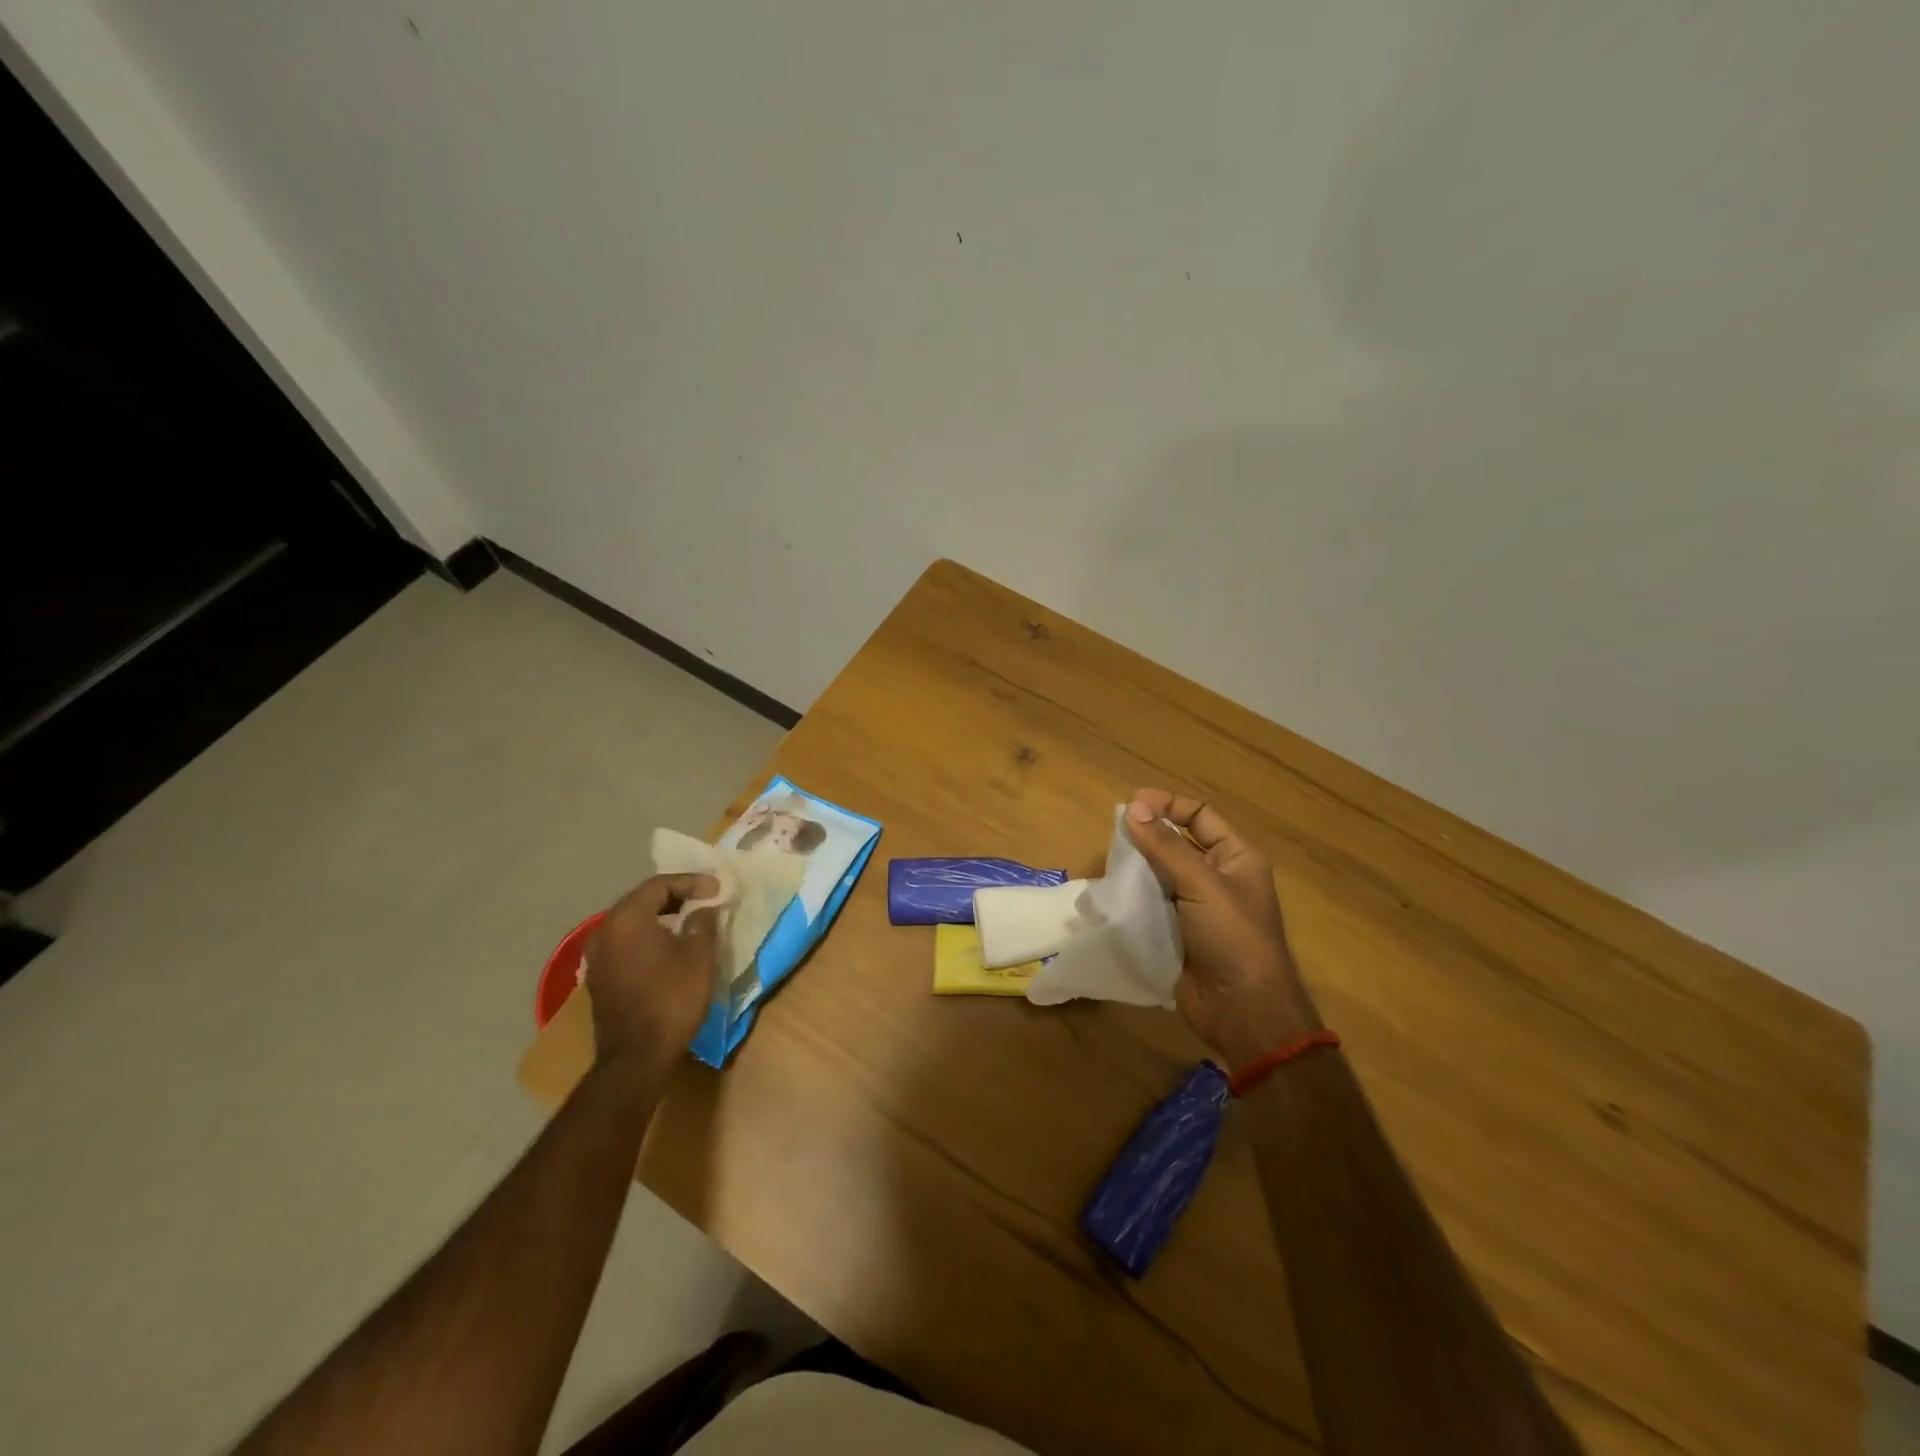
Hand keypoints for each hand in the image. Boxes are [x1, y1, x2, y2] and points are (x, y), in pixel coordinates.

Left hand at [583, 874, 720, 1074]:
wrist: (637, 1057)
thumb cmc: (672, 998)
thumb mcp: (699, 955)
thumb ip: (703, 922)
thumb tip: (702, 909)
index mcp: (626, 918)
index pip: (660, 884)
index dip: (692, 882)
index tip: (717, 889)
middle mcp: (604, 930)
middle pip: (642, 900)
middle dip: (676, 896)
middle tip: (705, 899)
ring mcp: (597, 956)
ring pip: (633, 923)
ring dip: (662, 917)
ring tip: (691, 921)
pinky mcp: (600, 978)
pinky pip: (627, 943)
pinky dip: (649, 937)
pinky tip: (670, 947)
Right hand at [1125, 789, 1320, 1066]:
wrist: (1242, 1009)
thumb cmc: (1233, 937)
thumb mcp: (1202, 884)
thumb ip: (1165, 846)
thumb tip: (1133, 809)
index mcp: (1236, 857)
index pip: (1199, 814)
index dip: (1167, 804)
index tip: (1131, 804)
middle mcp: (1217, 876)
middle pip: (1176, 842)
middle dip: (1147, 836)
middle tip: (1115, 836)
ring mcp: (1195, 906)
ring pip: (1159, 873)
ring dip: (1136, 867)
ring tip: (1109, 864)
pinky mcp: (1176, 931)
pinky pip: (1150, 903)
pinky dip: (1132, 896)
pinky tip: (1112, 893)